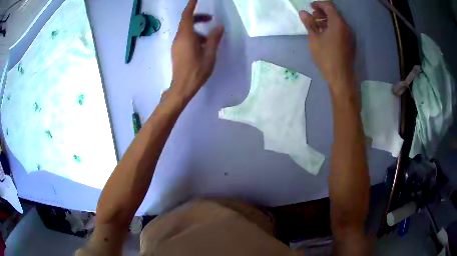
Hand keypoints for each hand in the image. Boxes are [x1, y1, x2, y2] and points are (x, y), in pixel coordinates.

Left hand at [171, 0, 223, 99]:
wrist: (182, 87)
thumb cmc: (196, 71)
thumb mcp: (209, 54)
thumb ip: (214, 39)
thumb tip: (219, 27)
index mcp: (186, 36)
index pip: (187, 16)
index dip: (191, 5)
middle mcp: (179, 38)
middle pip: (186, 22)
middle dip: (198, 18)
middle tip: (211, 19)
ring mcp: (176, 45)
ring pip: (186, 31)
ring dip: (198, 30)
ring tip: (210, 39)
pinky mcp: (176, 51)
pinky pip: (185, 38)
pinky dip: (194, 37)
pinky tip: (203, 46)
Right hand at [299, 2, 354, 89]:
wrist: (341, 77)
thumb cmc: (326, 57)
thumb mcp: (314, 39)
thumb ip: (309, 24)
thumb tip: (303, 13)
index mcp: (338, 24)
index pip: (329, 6)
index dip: (319, 4)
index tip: (310, 6)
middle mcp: (346, 27)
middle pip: (334, 14)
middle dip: (322, 12)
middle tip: (312, 17)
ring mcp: (349, 36)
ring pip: (338, 22)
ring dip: (327, 20)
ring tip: (316, 26)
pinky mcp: (350, 43)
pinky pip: (341, 30)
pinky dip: (332, 28)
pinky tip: (324, 34)